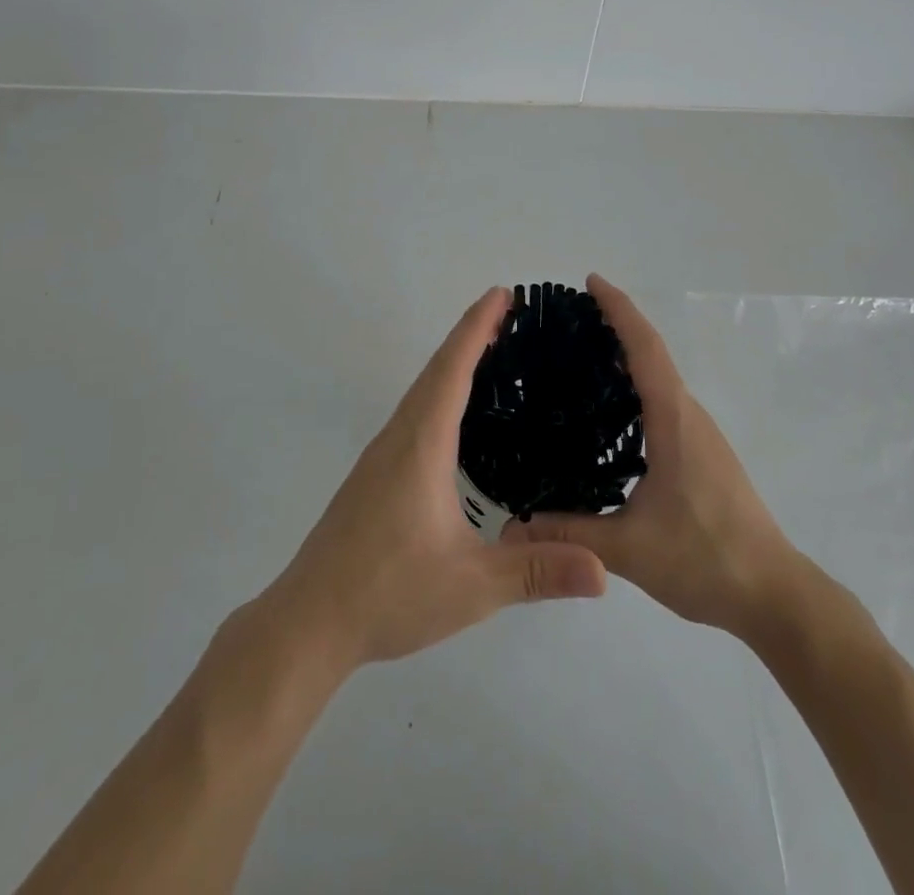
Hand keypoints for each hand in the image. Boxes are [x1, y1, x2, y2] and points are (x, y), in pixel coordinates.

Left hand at [260, 287, 606, 670]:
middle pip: (436, 370)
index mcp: (422, 445)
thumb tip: (604, 570)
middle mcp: (399, 437)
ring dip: (453, 362)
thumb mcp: (471, 586)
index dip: (476, 327)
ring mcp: (381, 455)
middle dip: (471, 335)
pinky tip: (455, 415)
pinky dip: (439, 391)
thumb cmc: (388, 593)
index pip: (452, 370)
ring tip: (489, 351)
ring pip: (421, 391)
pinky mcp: (375, 474)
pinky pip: (413, 413)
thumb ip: (536, 572)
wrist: (310, 621)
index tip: (501, 293)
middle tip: (508, 313)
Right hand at [504, 274, 801, 644]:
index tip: (591, 282)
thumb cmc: (707, 558)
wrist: (775, 595)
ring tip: (582, 354)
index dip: (620, 310)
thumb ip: (571, 535)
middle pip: (653, 353)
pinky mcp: (703, 453)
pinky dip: (639, 384)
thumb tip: (511, 529)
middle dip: (617, 324)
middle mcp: (689, 415)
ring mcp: (700, 434)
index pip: (646, 348)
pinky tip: (612, 411)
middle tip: (569, 318)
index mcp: (674, 420)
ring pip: (661, 377)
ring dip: (629, 354)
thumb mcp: (630, 549)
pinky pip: (666, 400)